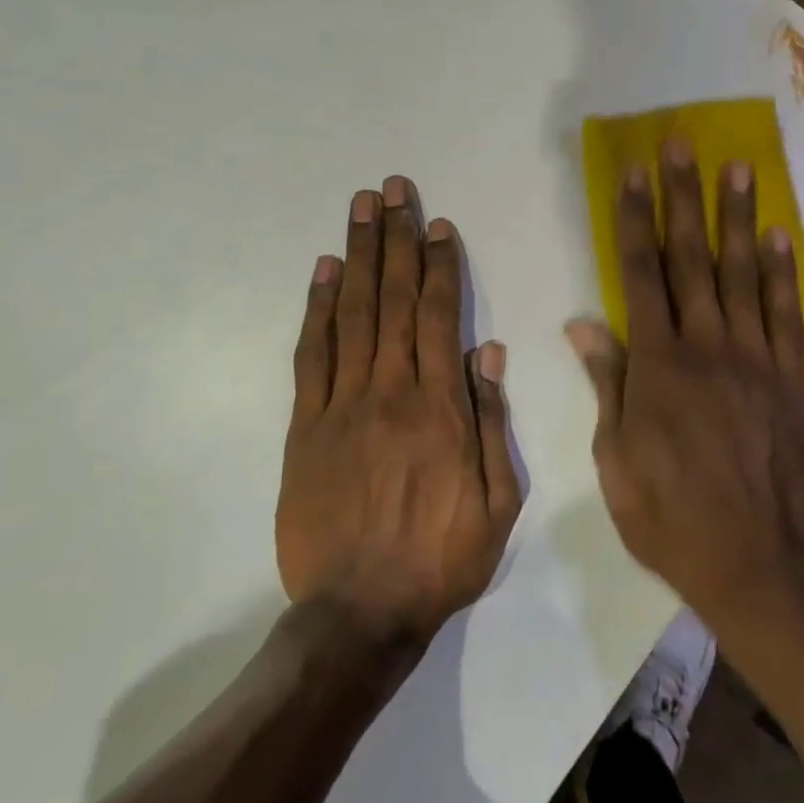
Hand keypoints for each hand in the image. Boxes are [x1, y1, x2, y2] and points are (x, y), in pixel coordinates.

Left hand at [278, 177, 520, 642]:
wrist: (359, 612)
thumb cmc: (441, 558)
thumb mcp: (497, 500)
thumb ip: (491, 421)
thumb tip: (488, 352)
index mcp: (440, 407)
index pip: (438, 316)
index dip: (439, 265)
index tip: (437, 224)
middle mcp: (390, 391)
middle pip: (392, 299)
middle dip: (395, 239)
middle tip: (392, 190)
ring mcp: (342, 405)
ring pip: (351, 314)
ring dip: (357, 256)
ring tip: (360, 209)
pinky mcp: (306, 426)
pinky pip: (311, 354)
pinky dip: (316, 308)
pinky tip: (322, 271)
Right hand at [566, 141, 803, 632]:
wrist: (754, 562)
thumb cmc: (668, 514)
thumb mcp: (616, 457)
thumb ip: (607, 381)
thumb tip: (583, 322)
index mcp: (658, 365)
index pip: (641, 275)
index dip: (634, 221)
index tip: (633, 174)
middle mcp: (708, 347)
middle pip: (692, 259)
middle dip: (683, 198)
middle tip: (684, 145)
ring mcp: (756, 360)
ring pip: (744, 275)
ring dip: (737, 218)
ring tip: (737, 168)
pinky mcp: (792, 380)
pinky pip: (787, 316)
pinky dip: (783, 274)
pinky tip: (778, 237)